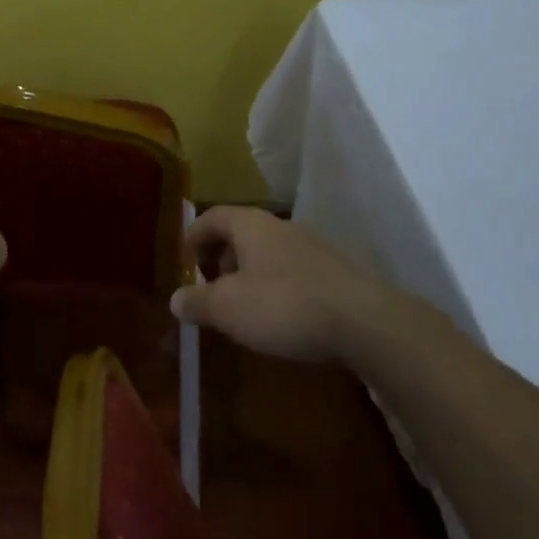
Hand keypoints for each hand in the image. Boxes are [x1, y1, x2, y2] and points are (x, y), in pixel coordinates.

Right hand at [172, 206, 396, 363]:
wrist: (364, 322)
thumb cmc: (284, 305)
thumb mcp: (228, 308)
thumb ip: (197, 301)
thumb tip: (175, 299)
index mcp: (251, 225)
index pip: (213, 216)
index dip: (194, 234)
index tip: (184, 257)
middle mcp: (281, 227)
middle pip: (241, 232)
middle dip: (222, 257)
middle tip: (211, 287)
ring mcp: (312, 247)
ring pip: (268, 252)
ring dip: (250, 273)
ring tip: (243, 306)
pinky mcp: (335, 272)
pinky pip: (293, 271)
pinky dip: (276, 286)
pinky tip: (279, 317)